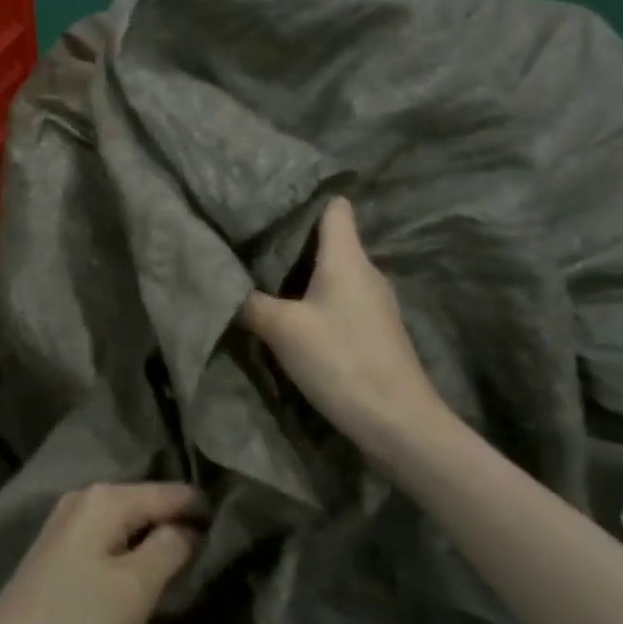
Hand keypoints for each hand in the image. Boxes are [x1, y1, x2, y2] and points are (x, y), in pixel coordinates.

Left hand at [0, 483, 200, 623]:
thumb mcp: (135, 589)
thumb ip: (171, 548)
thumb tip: (193, 526)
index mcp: (106, 497)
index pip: (171, 492)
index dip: (206, 511)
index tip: (240, 531)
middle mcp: (84, 497)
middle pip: (148, 503)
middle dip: (180, 524)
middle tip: (219, 552)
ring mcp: (66, 523)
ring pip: (128, 523)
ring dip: (156, 541)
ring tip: (190, 564)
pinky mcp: (57, 552)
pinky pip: (108, 539)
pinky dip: (131, 552)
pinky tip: (145, 573)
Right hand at [240, 197, 452, 448]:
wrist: (399, 424)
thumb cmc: (342, 360)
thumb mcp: (283, 329)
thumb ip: (249, 301)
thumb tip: (222, 282)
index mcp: (348, 257)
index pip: (335, 206)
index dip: (306, 199)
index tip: (270, 202)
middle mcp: (365, 272)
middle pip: (330, 239)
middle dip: (292, 238)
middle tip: (250, 240)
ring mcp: (374, 303)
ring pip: (333, 271)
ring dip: (301, 273)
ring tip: (261, 275)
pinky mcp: (374, 331)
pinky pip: (338, 299)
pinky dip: (314, 299)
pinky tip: (290, 315)